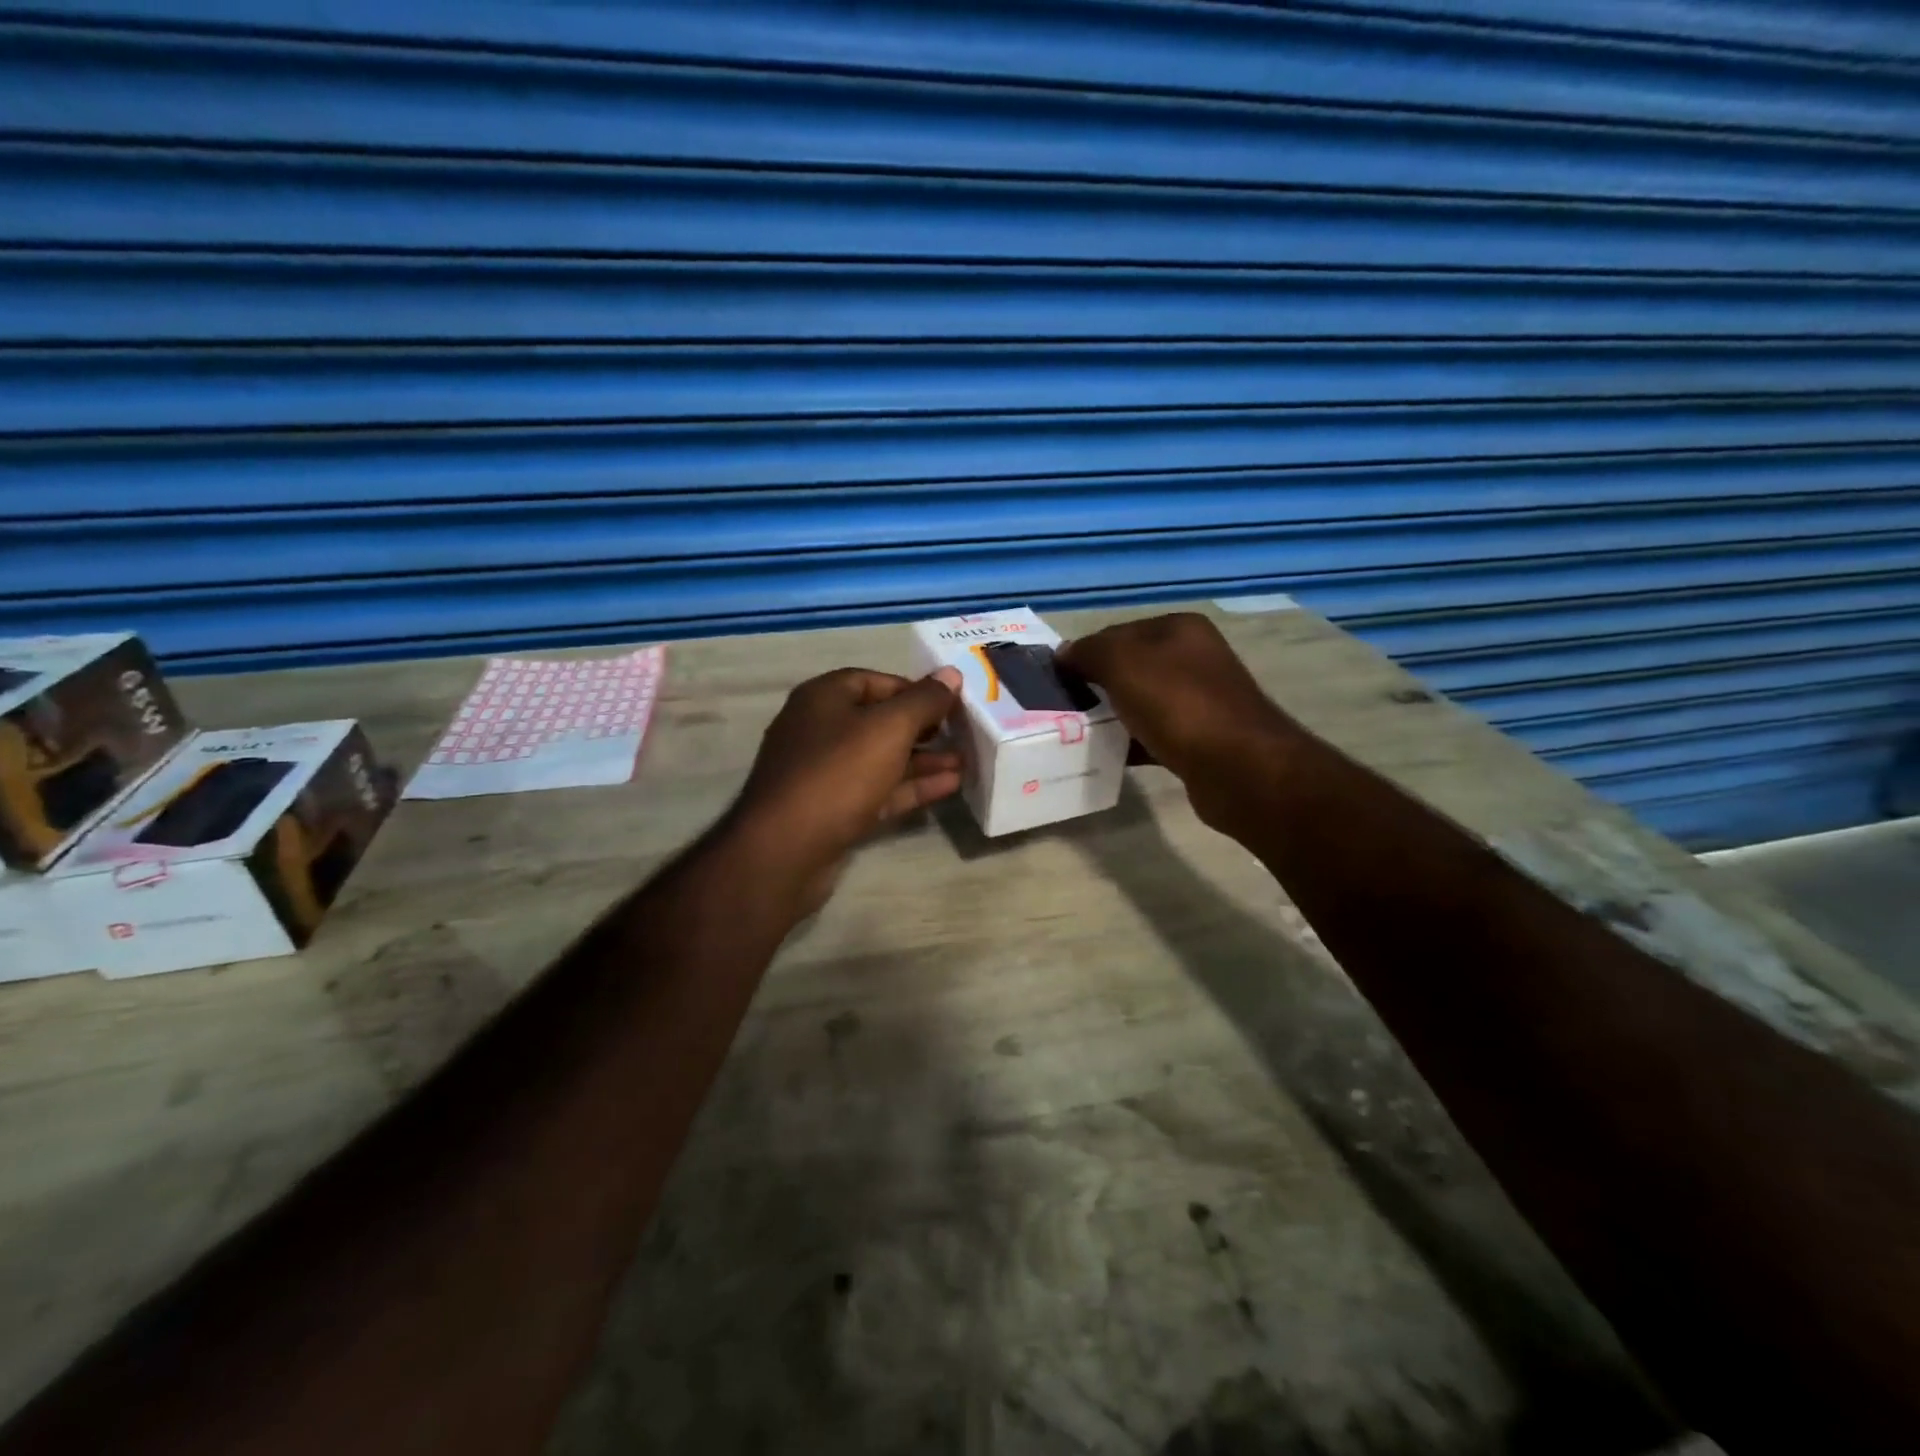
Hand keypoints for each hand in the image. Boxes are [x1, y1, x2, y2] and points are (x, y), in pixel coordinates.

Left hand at [728, 666, 963, 913]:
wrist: (786, 849)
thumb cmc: (838, 773)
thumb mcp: (888, 728)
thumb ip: (924, 700)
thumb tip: (951, 674)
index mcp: (823, 698)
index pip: (875, 680)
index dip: (914, 689)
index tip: (951, 702)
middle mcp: (820, 730)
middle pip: (879, 721)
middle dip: (923, 727)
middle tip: (963, 733)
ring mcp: (824, 774)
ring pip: (881, 759)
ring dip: (923, 760)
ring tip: (965, 761)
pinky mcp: (833, 811)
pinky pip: (878, 790)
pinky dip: (910, 787)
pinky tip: (949, 786)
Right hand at [1059, 613, 1293, 831]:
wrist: (1238, 768)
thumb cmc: (1178, 704)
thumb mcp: (1122, 664)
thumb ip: (1088, 652)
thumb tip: (1063, 653)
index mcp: (1179, 629)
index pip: (1117, 632)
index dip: (1085, 653)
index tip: (1057, 680)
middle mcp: (1194, 658)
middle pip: (1130, 668)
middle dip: (1097, 686)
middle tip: (1064, 707)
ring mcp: (1200, 700)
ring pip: (1141, 703)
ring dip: (1113, 716)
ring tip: (1079, 733)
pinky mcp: (1201, 739)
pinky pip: (1154, 735)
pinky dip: (1131, 743)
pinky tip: (1109, 756)